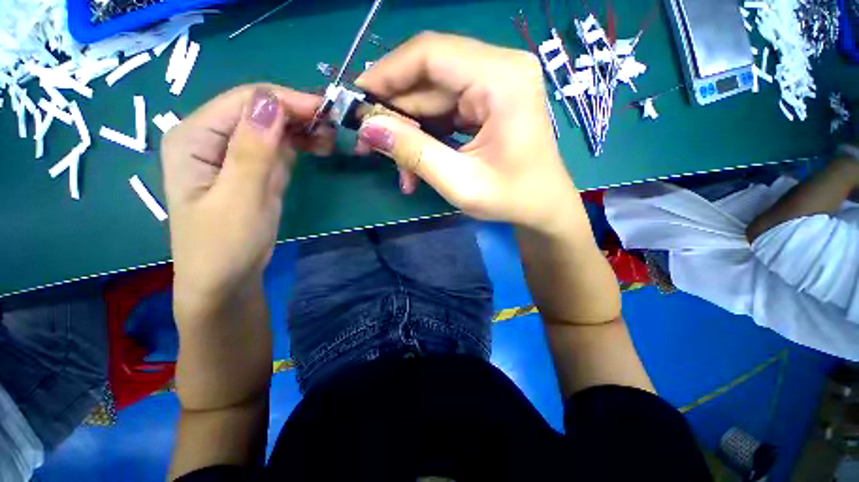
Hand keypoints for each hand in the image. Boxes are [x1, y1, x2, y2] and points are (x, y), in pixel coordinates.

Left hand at [161, 84, 333, 318]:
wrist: (226, 281)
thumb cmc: (225, 245)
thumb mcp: (240, 199)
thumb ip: (253, 150)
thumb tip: (271, 102)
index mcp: (193, 137)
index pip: (245, 101)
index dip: (286, 101)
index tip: (327, 111)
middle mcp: (209, 137)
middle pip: (259, 111)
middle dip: (297, 115)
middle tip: (334, 128)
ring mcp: (232, 154)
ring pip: (272, 128)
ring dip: (302, 130)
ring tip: (330, 140)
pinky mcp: (251, 169)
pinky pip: (277, 148)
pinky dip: (299, 146)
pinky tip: (317, 148)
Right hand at [355, 32, 576, 230]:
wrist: (543, 208)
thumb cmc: (511, 199)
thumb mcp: (459, 183)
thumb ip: (413, 153)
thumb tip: (367, 128)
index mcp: (502, 79)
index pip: (429, 54)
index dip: (386, 74)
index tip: (356, 101)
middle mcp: (500, 69)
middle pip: (429, 76)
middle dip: (395, 112)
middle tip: (368, 144)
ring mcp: (495, 85)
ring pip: (433, 98)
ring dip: (410, 133)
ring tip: (399, 169)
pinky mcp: (488, 103)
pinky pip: (445, 111)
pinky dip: (427, 137)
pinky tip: (417, 165)